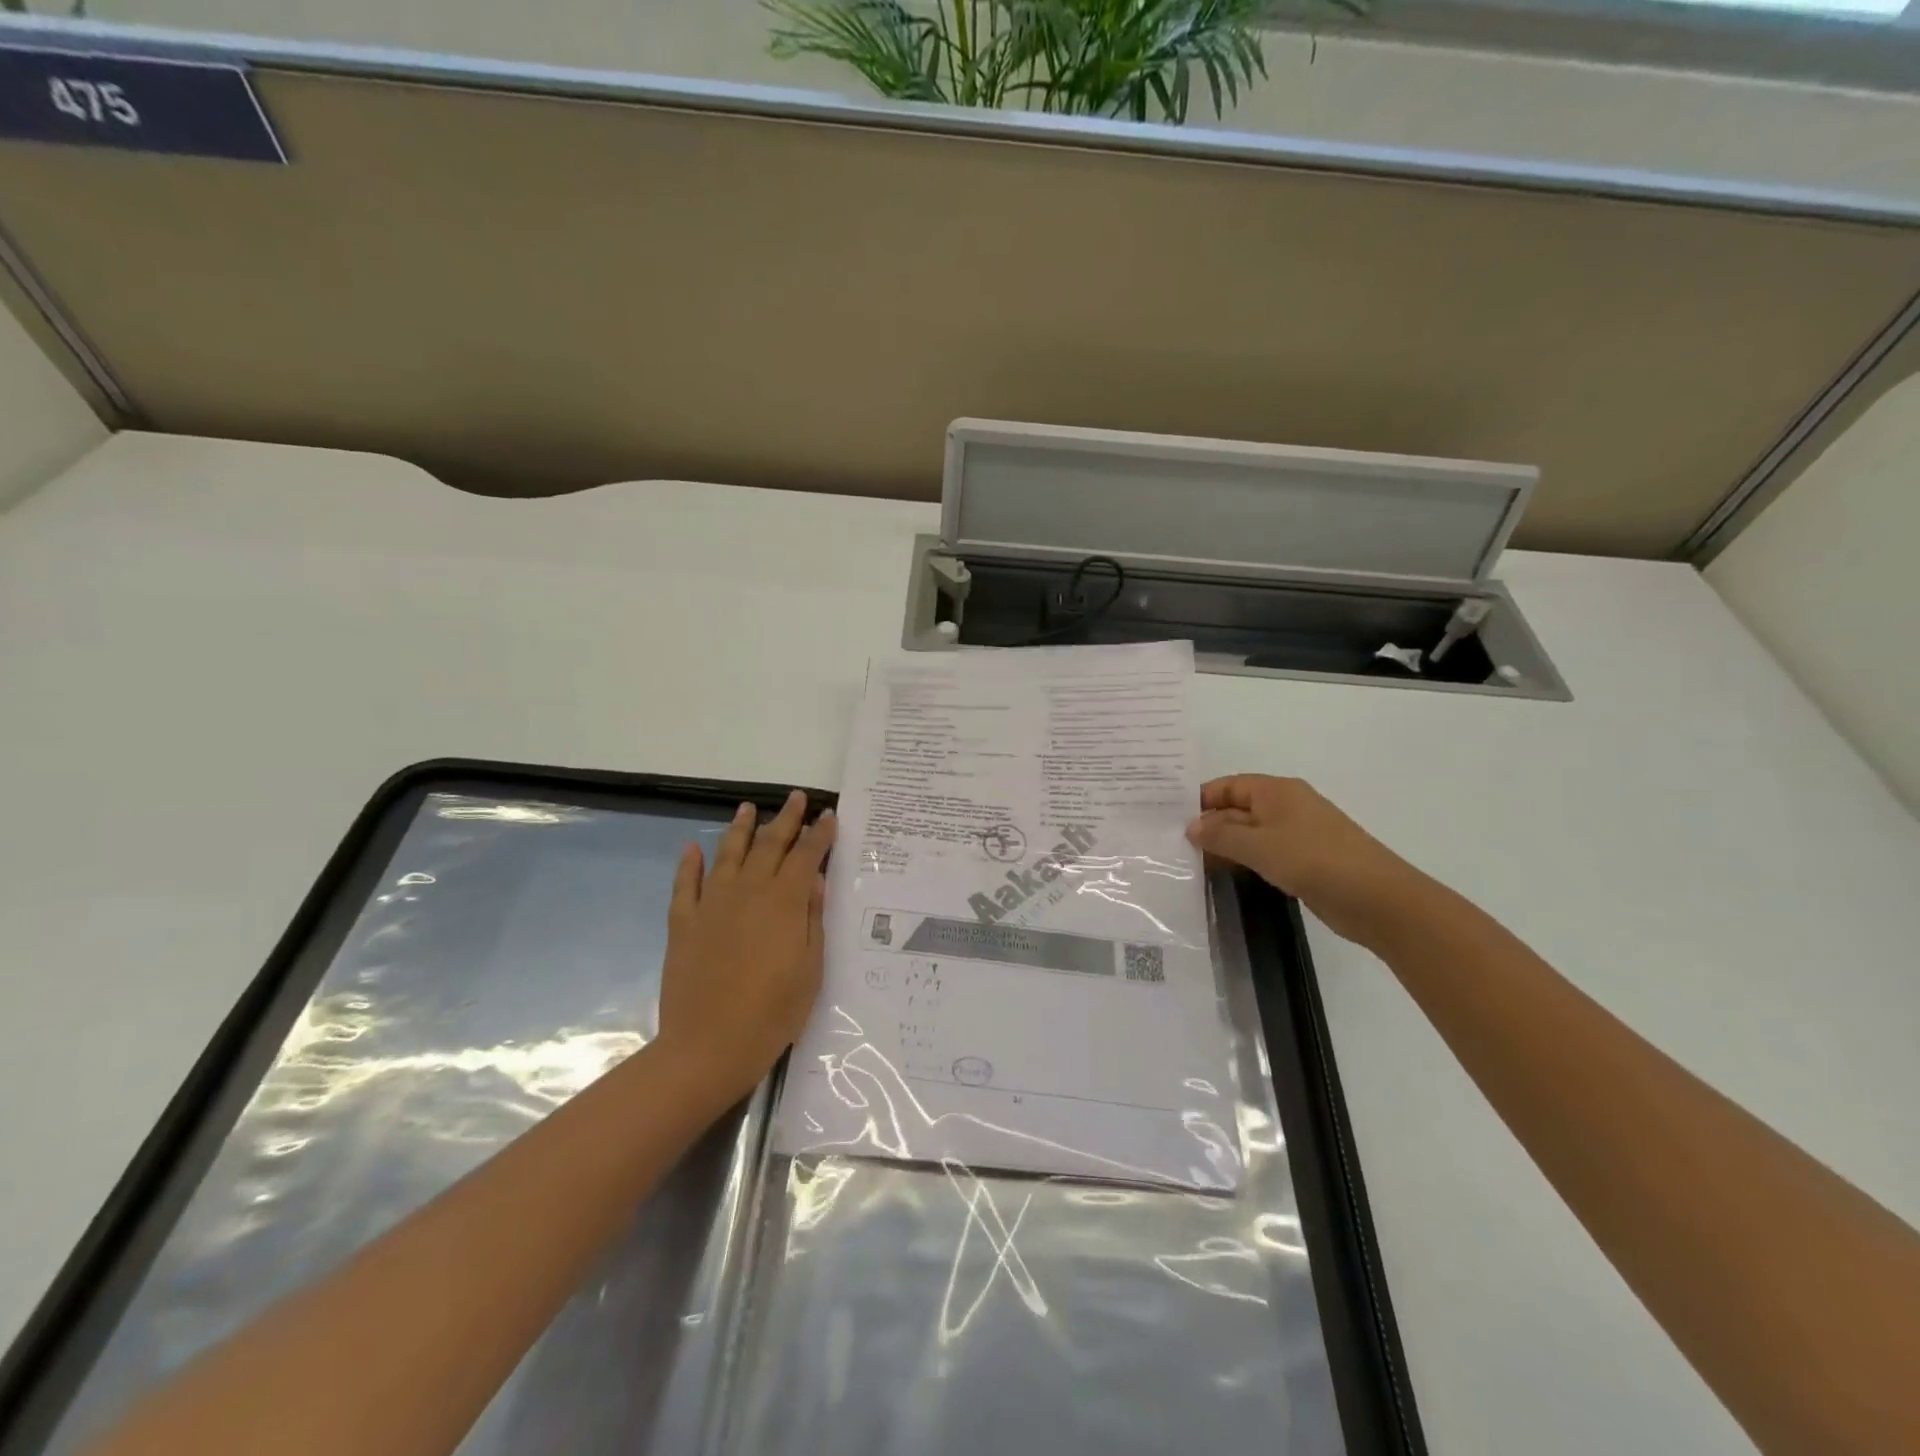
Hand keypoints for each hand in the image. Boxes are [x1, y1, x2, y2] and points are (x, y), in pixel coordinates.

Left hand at [657, 790, 834, 1103]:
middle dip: (786, 819)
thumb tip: (814, 879)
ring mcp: (712, 904)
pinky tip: (693, 848)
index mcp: (784, 901)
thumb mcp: (810, 968)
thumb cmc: (773, 1012)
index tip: (828, 815)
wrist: (709, 1046)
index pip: (806, 855)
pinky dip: (689, 864)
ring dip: (740, 829)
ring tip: (747, 809)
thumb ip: (813, 918)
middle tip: (796, 798)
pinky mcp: (683, 922)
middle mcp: (748, 891)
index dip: (819, 833)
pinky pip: (685, 884)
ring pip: (728, 854)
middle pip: (770, 844)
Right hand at [1186, 775, 1424, 945]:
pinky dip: (1243, 861)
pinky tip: (1224, 875)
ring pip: (1250, 833)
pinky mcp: (1305, 860)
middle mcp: (1286, 806)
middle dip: (1209, 825)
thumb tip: (1192, 827)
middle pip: (1238, 808)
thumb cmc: (1314, 860)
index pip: (1228, 786)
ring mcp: (1297, 834)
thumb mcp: (1259, 846)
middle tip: (1173, 845)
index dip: (1200, 800)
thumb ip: (1221, 836)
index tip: (1169, 818)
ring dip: (1224, 846)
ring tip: (1190, 863)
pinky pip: (1264, 854)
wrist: (1379, 900)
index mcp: (1277, 791)